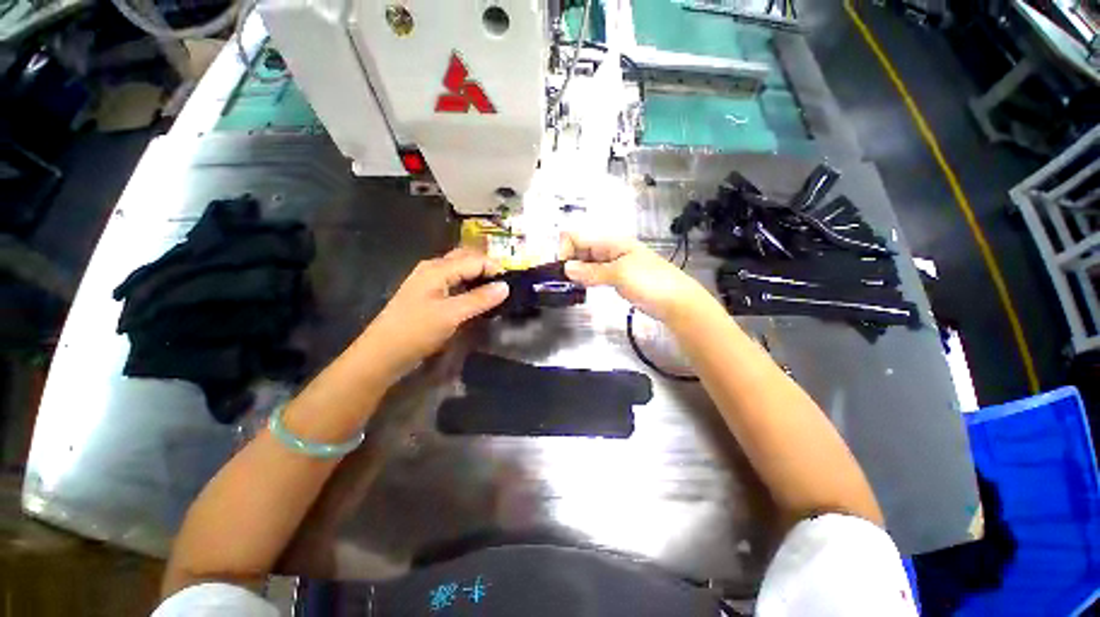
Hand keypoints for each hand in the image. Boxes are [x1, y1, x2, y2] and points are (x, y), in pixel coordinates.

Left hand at [359, 249, 508, 378]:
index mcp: (437, 269)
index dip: (495, 268)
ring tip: (495, 290)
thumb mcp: (451, 314)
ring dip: (478, 276)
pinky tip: (477, 298)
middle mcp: (433, 269)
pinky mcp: (429, 295)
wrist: (382, 354)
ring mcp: (429, 281)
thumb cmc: (416, 331)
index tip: (512, 283)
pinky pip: (454, 283)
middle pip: (466, 259)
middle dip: (487, 267)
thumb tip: (505, 286)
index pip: (474, 260)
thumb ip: (479, 299)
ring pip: (460, 270)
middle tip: (505, 284)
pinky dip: (469, 286)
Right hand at [560, 233, 713, 323]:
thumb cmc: (650, 283)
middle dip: (569, 261)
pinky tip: (583, 287)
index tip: (563, 270)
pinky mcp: (616, 278)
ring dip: (577, 271)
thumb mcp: (619, 274)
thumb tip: (566, 269)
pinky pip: (595, 273)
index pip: (578, 236)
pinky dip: (586, 279)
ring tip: (571, 286)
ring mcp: (613, 264)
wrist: (677, 302)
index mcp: (611, 241)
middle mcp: (610, 249)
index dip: (566, 249)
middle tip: (565, 281)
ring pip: (587, 262)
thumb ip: (591, 271)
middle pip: (580, 248)